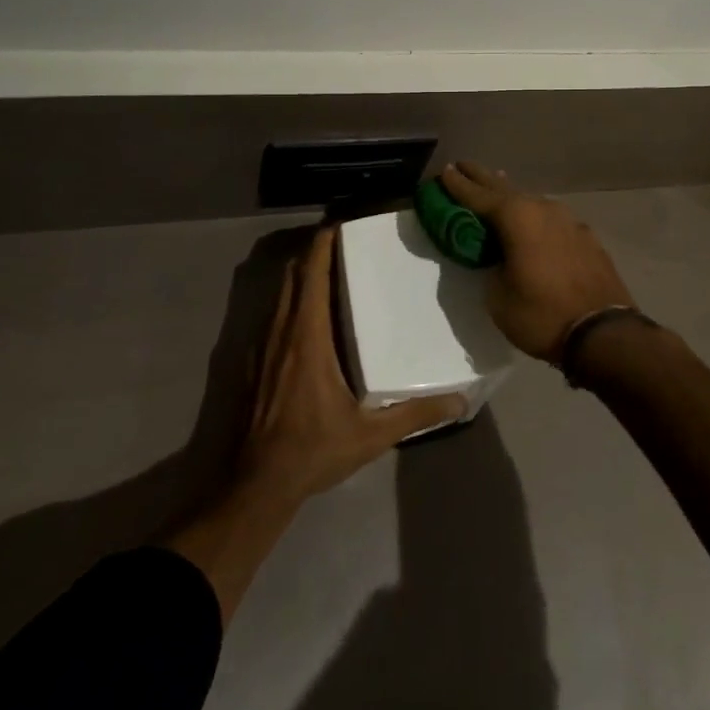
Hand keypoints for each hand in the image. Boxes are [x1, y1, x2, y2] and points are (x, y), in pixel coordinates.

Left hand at [237, 227, 463, 503]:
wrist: (252, 484)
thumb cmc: (311, 451)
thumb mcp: (370, 436)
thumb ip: (415, 415)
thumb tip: (459, 402)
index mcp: (306, 336)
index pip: (311, 273)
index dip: (323, 243)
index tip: (343, 225)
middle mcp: (279, 331)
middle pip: (293, 274)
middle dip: (315, 252)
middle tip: (346, 245)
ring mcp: (259, 346)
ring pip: (278, 293)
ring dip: (300, 275)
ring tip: (331, 273)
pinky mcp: (250, 362)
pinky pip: (270, 315)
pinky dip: (289, 301)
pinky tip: (308, 320)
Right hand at [439, 162, 636, 361]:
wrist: (604, 333)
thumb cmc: (542, 315)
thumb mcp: (499, 298)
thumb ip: (492, 270)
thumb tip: (500, 261)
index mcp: (517, 218)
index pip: (478, 196)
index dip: (458, 184)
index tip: (445, 170)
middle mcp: (543, 210)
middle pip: (505, 189)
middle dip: (482, 178)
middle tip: (464, 166)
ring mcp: (569, 222)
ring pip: (532, 202)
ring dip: (511, 196)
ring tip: (497, 186)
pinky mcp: (587, 238)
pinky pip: (552, 220)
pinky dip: (536, 217)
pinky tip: (534, 222)